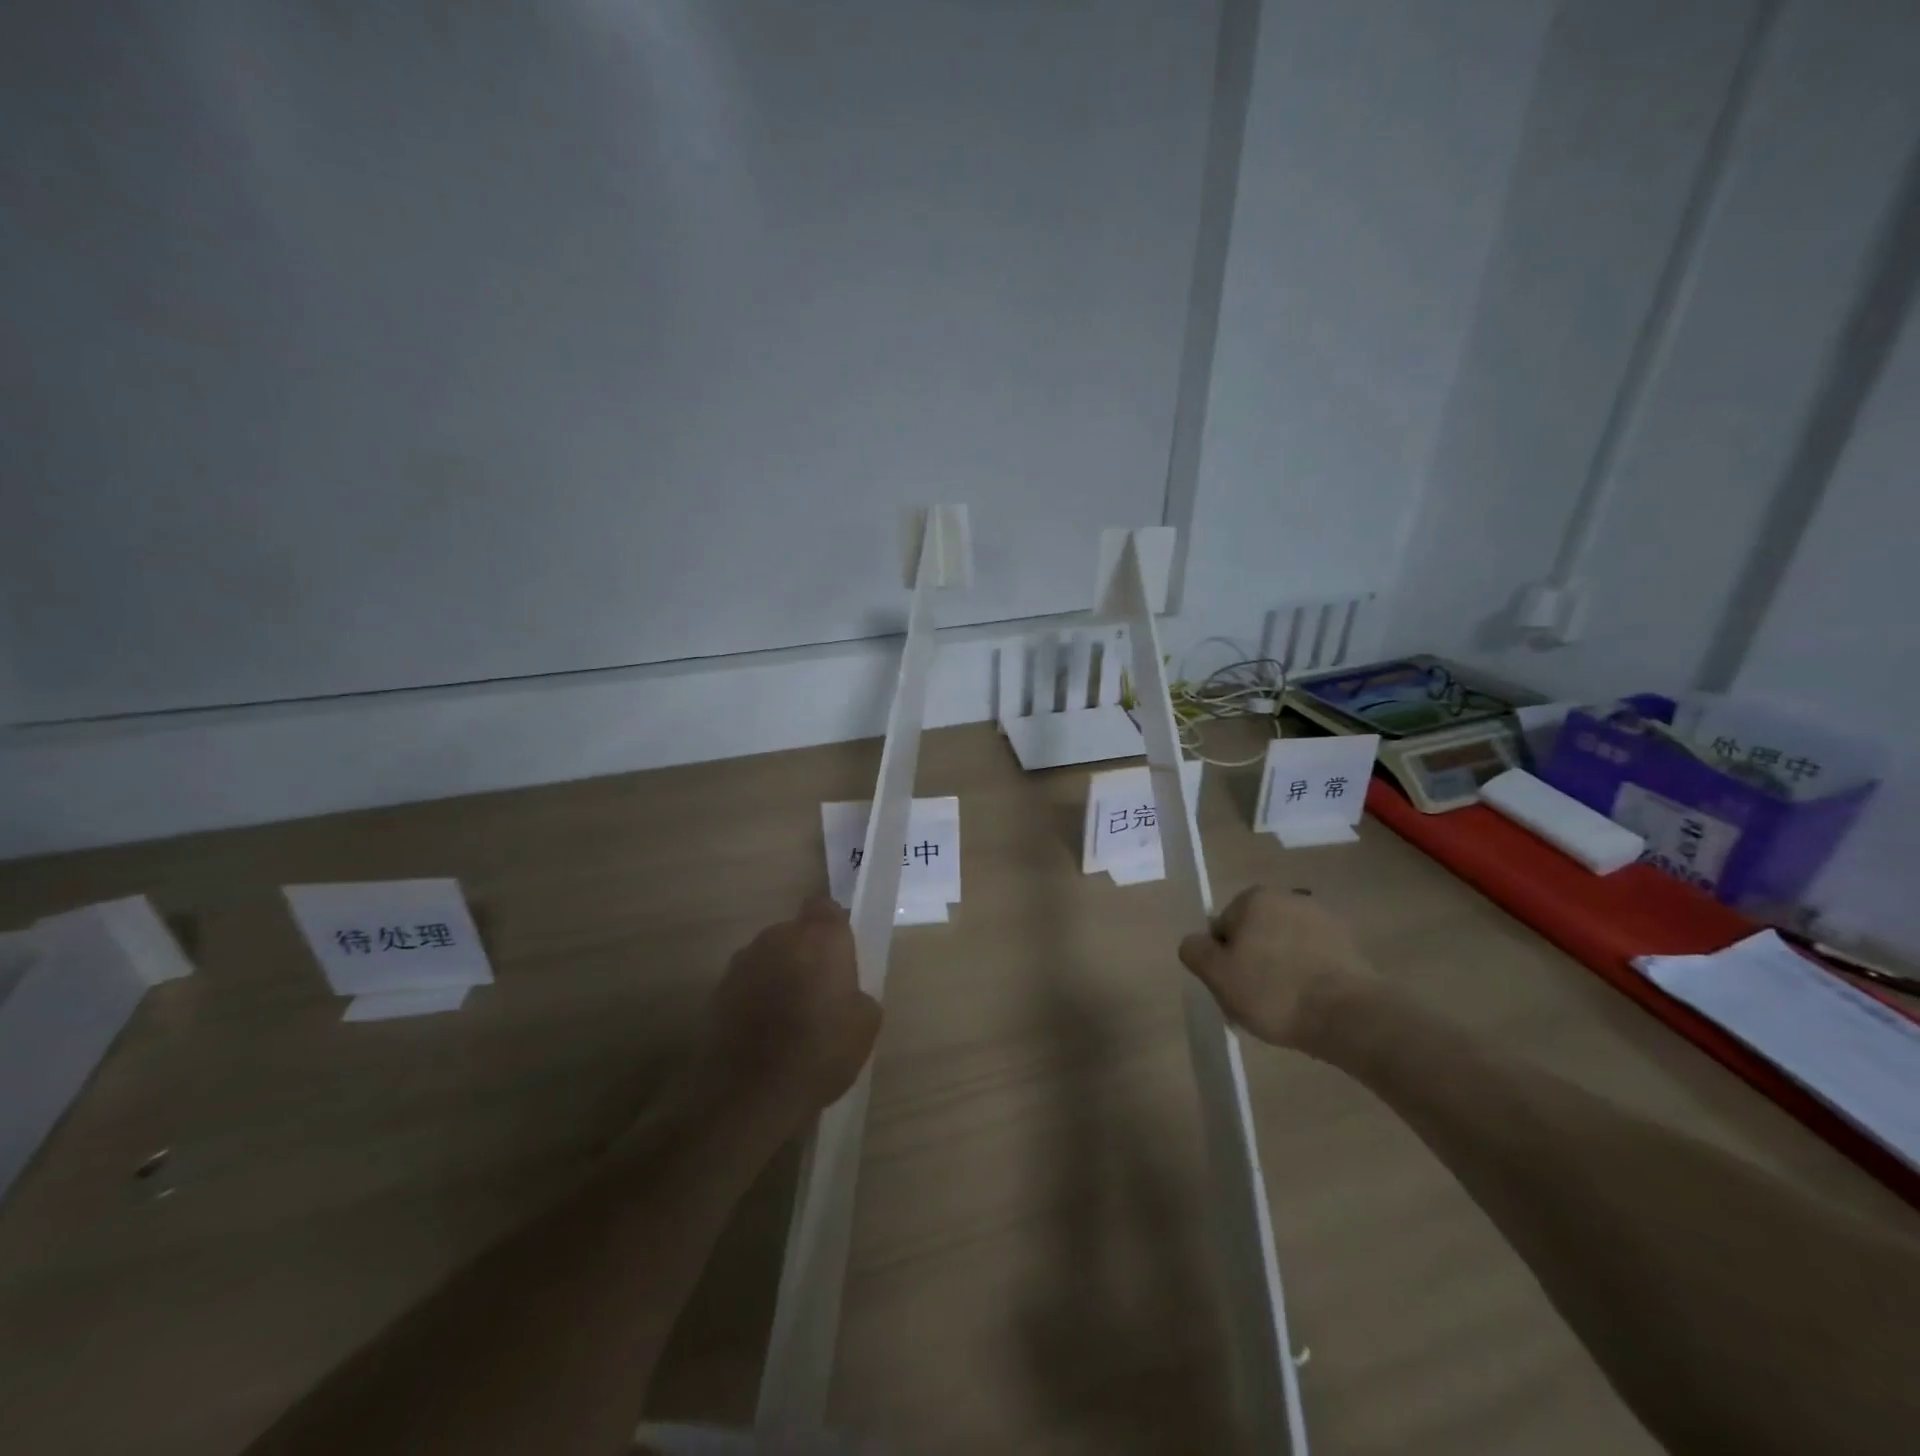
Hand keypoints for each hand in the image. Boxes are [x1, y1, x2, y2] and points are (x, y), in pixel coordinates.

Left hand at [701, 896, 882, 1120]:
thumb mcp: (865, 1025)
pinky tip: (763, 1034)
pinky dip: (754, 999)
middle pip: (795, 933)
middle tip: (819, 992)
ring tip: (787, 1018)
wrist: (748, 1095)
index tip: (841, 956)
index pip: (826, 908)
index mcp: (820, 937)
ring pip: (768, 958)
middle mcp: (778, 937)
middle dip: (805, 955)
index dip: (834, 928)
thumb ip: (857, 994)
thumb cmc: (819, 1051)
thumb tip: (846, 994)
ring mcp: (742, 962)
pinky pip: (746, 985)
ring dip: (778, 976)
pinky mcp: (716, 991)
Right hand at [1178, 886, 1374, 1048]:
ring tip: (1286, 1008)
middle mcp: (1288, 898)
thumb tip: (1197, 942)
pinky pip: (1313, 960)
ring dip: (1280, 970)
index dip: (1223, 961)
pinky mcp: (1350, 946)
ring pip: (1284, 947)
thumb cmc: (1273, 991)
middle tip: (1256, 1002)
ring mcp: (1323, 920)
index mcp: (1254, 898)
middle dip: (1252, 964)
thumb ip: (1194, 950)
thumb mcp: (1216, 974)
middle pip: (1254, 935)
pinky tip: (1310, 1004)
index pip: (1223, 929)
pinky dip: (1308, 977)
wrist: (1350, 1016)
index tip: (1233, 989)